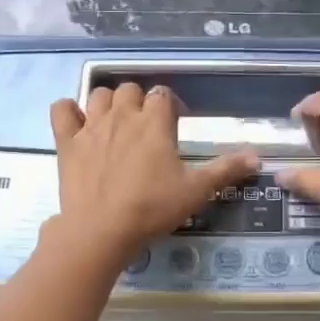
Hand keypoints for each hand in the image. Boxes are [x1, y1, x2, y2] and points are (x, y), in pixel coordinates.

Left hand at [49, 83, 258, 262]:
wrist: (101, 230)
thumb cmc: (152, 208)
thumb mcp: (196, 191)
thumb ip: (226, 170)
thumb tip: (257, 157)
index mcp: (154, 122)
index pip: (163, 95)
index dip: (170, 107)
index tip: (174, 127)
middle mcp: (123, 115)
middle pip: (130, 90)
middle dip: (139, 102)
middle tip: (145, 129)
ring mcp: (91, 126)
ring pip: (99, 95)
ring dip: (109, 103)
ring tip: (116, 125)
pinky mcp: (67, 142)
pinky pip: (61, 110)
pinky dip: (69, 111)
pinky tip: (77, 124)